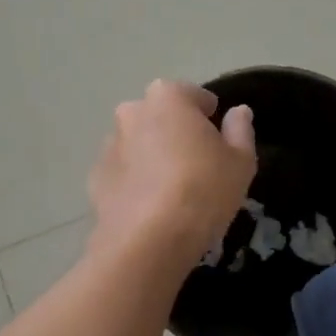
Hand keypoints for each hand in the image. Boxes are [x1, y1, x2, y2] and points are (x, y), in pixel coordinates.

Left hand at [89, 80, 255, 264]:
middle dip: (176, 132)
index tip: (219, 142)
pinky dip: (135, 181)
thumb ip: (240, 130)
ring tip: (171, 190)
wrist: (148, 240)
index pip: (194, 96)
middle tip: (197, 165)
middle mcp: (132, 111)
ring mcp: (108, 144)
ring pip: (138, 143)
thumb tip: (239, 112)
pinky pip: (123, 172)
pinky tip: (150, 207)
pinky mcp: (95, 178)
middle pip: (161, 116)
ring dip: (152, 155)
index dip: (210, 117)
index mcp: (168, 97)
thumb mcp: (240, 162)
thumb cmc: (203, 190)